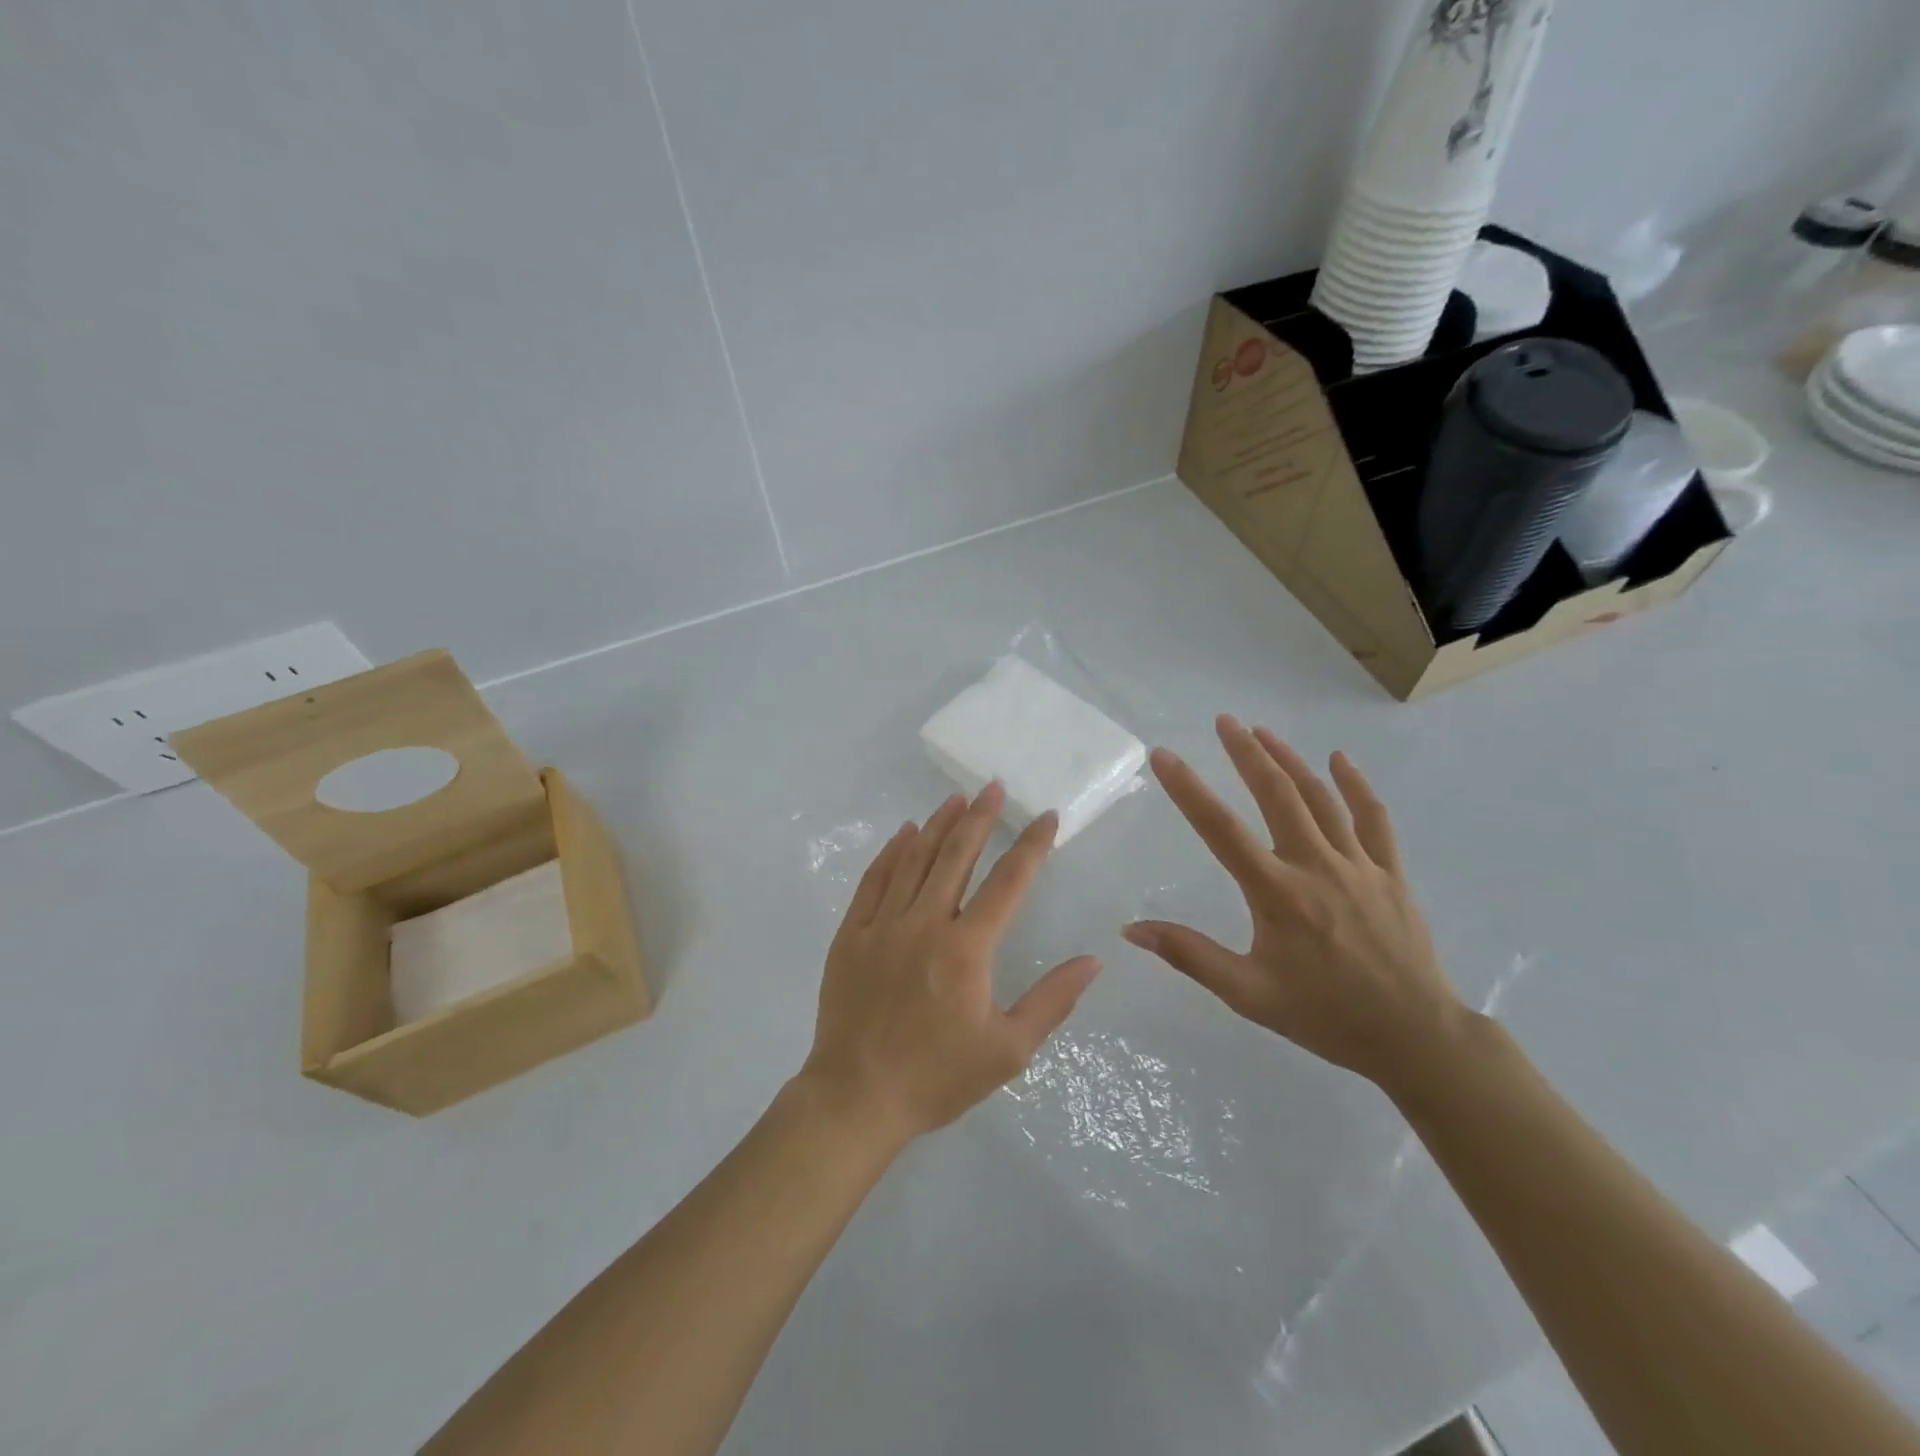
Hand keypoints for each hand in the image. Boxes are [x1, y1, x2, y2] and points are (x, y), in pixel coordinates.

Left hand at [801, 783, 1101, 1146]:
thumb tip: (1094, 959)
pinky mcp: (852, 934)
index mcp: (966, 949)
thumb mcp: (1009, 1050)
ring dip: (937, 825)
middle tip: (993, 787)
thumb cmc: (938, 1077)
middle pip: (956, 856)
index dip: (1031, 846)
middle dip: (979, 818)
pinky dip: (891, 852)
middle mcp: (925, 923)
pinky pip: (874, 881)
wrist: (857, 1098)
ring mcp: (883, 925)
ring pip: (914, 860)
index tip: (1047, 817)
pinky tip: (904, 833)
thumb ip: (1052, 1000)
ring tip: (955, 798)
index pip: (1008, 883)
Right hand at [1123, 716, 1462, 1092]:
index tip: (1164, 756)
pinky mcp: (1391, 873)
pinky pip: (1374, 819)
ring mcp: (1359, 865)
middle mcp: (1316, 867)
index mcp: (1277, 894)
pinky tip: (1340, 759)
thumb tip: (1132, 929)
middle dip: (1247, 754)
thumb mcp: (1248, 994)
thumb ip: (1190, 956)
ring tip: (1262, 731)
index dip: (1188, 789)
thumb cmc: (1324, 1016)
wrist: (1415, 1038)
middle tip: (1224, 720)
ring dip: (1289, 760)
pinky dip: (1356, 785)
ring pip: (1320, 799)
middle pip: (1277, 796)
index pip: (1221, 830)